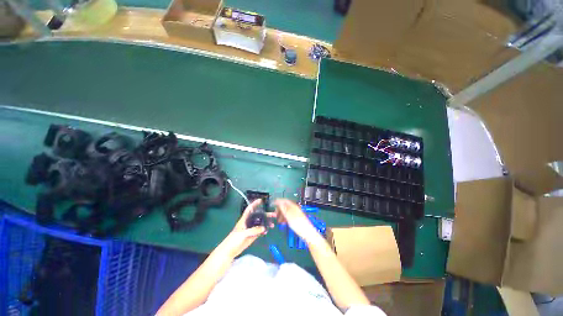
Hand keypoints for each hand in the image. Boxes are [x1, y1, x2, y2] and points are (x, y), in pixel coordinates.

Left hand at [217, 199, 271, 257]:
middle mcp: (249, 223)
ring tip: (273, 224)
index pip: (250, 209)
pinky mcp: (252, 236)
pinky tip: (267, 231)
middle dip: (266, 214)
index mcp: (244, 219)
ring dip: (266, 223)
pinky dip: (264, 231)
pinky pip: (260, 231)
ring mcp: (251, 229)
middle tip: (274, 214)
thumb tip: (264, 228)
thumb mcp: (243, 234)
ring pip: (260, 224)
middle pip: (258, 216)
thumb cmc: (233, 240)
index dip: (254, 204)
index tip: (261, 200)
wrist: (229, 251)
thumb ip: (253, 230)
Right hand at [274, 199, 319, 242]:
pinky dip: (284, 218)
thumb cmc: (297, 223)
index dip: (278, 201)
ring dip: (281, 215)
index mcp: (293, 206)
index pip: (284, 200)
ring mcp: (295, 214)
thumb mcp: (288, 215)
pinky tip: (282, 222)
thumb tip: (278, 202)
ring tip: (278, 220)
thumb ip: (283, 208)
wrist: (307, 233)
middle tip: (275, 214)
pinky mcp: (295, 219)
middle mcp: (294, 209)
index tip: (273, 204)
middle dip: (279, 209)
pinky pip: (288, 217)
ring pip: (286, 212)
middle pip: (285, 206)